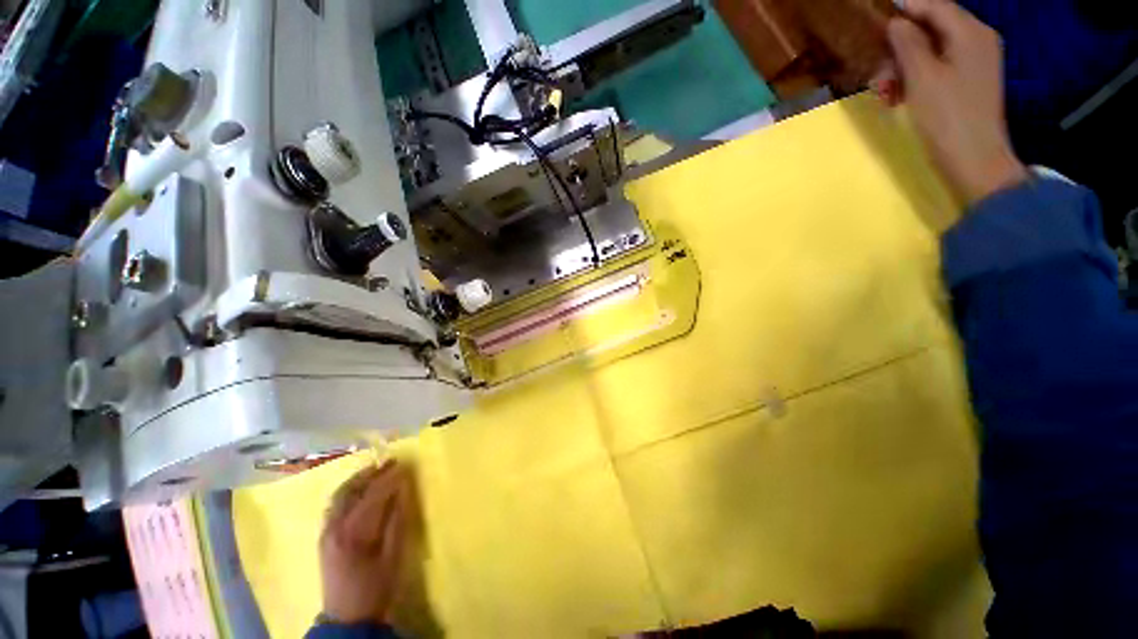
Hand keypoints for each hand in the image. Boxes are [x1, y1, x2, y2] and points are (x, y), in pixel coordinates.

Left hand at [319, 460, 409, 625]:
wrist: (347, 619)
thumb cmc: (376, 588)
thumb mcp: (394, 557)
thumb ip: (398, 520)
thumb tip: (403, 490)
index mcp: (353, 533)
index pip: (372, 495)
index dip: (390, 478)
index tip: (406, 466)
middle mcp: (334, 527)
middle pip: (350, 490)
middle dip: (371, 472)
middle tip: (392, 461)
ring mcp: (326, 532)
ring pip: (339, 495)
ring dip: (359, 479)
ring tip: (378, 469)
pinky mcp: (324, 537)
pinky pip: (335, 505)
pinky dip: (349, 491)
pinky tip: (361, 489)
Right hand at [885, 0, 1028, 203]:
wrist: (973, 159)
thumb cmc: (947, 117)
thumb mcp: (922, 77)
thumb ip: (909, 43)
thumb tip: (896, 22)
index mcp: (970, 32)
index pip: (934, 5)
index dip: (905, 7)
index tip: (877, 16)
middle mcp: (976, 40)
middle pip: (931, 28)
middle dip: (900, 48)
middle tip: (878, 74)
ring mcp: (974, 62)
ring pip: (930, 50)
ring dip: (903, 68)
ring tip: (884, 94)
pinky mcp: (968, 82)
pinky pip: (937, 67)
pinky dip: (915, 78)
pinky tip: (899, 97)